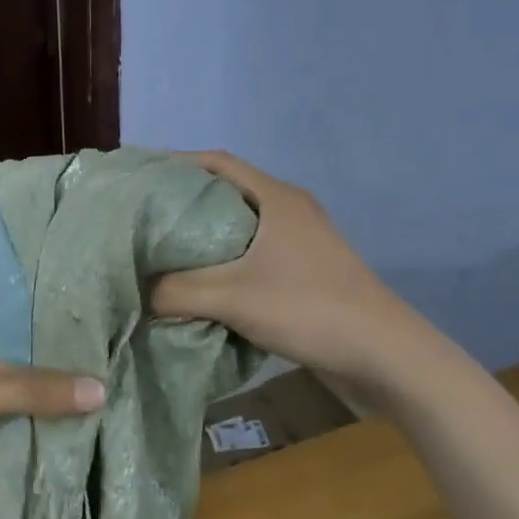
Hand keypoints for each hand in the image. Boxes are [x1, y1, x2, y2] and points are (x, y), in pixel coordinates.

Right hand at [153, 151, 430, 384]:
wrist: (384, 356)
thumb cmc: (308, 309)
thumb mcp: (232, 298)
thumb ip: (176, 292)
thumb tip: (134, 292)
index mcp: (276, 198)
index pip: (217, 162)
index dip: (175, 162)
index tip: (139, 176)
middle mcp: (289, 211)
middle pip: (225, 191)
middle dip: (182, 200)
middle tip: (141, 216)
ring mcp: (300, 241)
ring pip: (238, 225)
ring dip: (202, 234)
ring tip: (161, 249)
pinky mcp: (304, 271)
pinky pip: (251, 253)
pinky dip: (221, 260)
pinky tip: (198, 282)